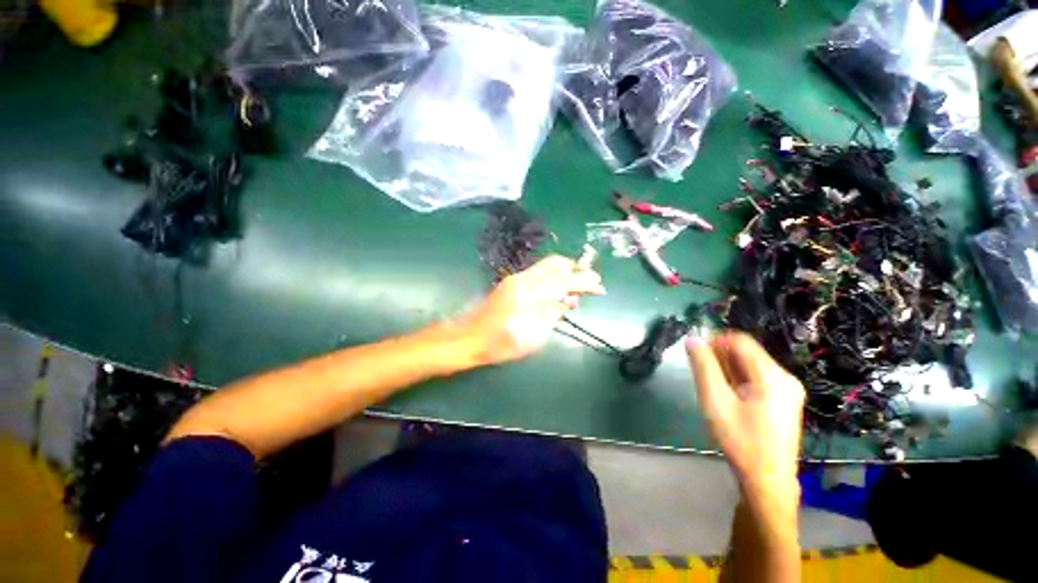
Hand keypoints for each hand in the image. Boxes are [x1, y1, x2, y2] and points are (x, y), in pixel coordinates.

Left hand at [464, 255, 604, 365]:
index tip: (601, 287)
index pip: (565, 280)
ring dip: (565, 272)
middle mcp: (525, 279)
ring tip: (578, 287)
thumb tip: (568, 302)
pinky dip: (553, 277)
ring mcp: (516, 279)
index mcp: (531, 294)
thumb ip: (552, 315)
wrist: (468, 338)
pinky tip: (558, 291)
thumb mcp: (533, 337)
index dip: (585, 282)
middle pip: (556, 264)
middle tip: (591, 281)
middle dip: (577, 269)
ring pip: (547, 266)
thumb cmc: (500, 343)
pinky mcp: (511, 283)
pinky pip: (538, 273)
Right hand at [686, 332, 804, 499]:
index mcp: (772, 376)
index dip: (715, 340)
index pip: (740, 341)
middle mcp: (785, 377)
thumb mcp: (715, 400)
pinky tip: (728, 394)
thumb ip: (703, 366)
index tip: (696, 352)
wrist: (766, 479)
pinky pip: (757, 377)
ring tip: (713, 386)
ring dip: (728, 368)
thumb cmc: (739, 439)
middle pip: (747, 352)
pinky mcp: (785, 399)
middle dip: (720, 356)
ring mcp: (788, 389)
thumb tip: (692, 339)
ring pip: (750, 364)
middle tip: (701, 372)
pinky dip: (738, 378)